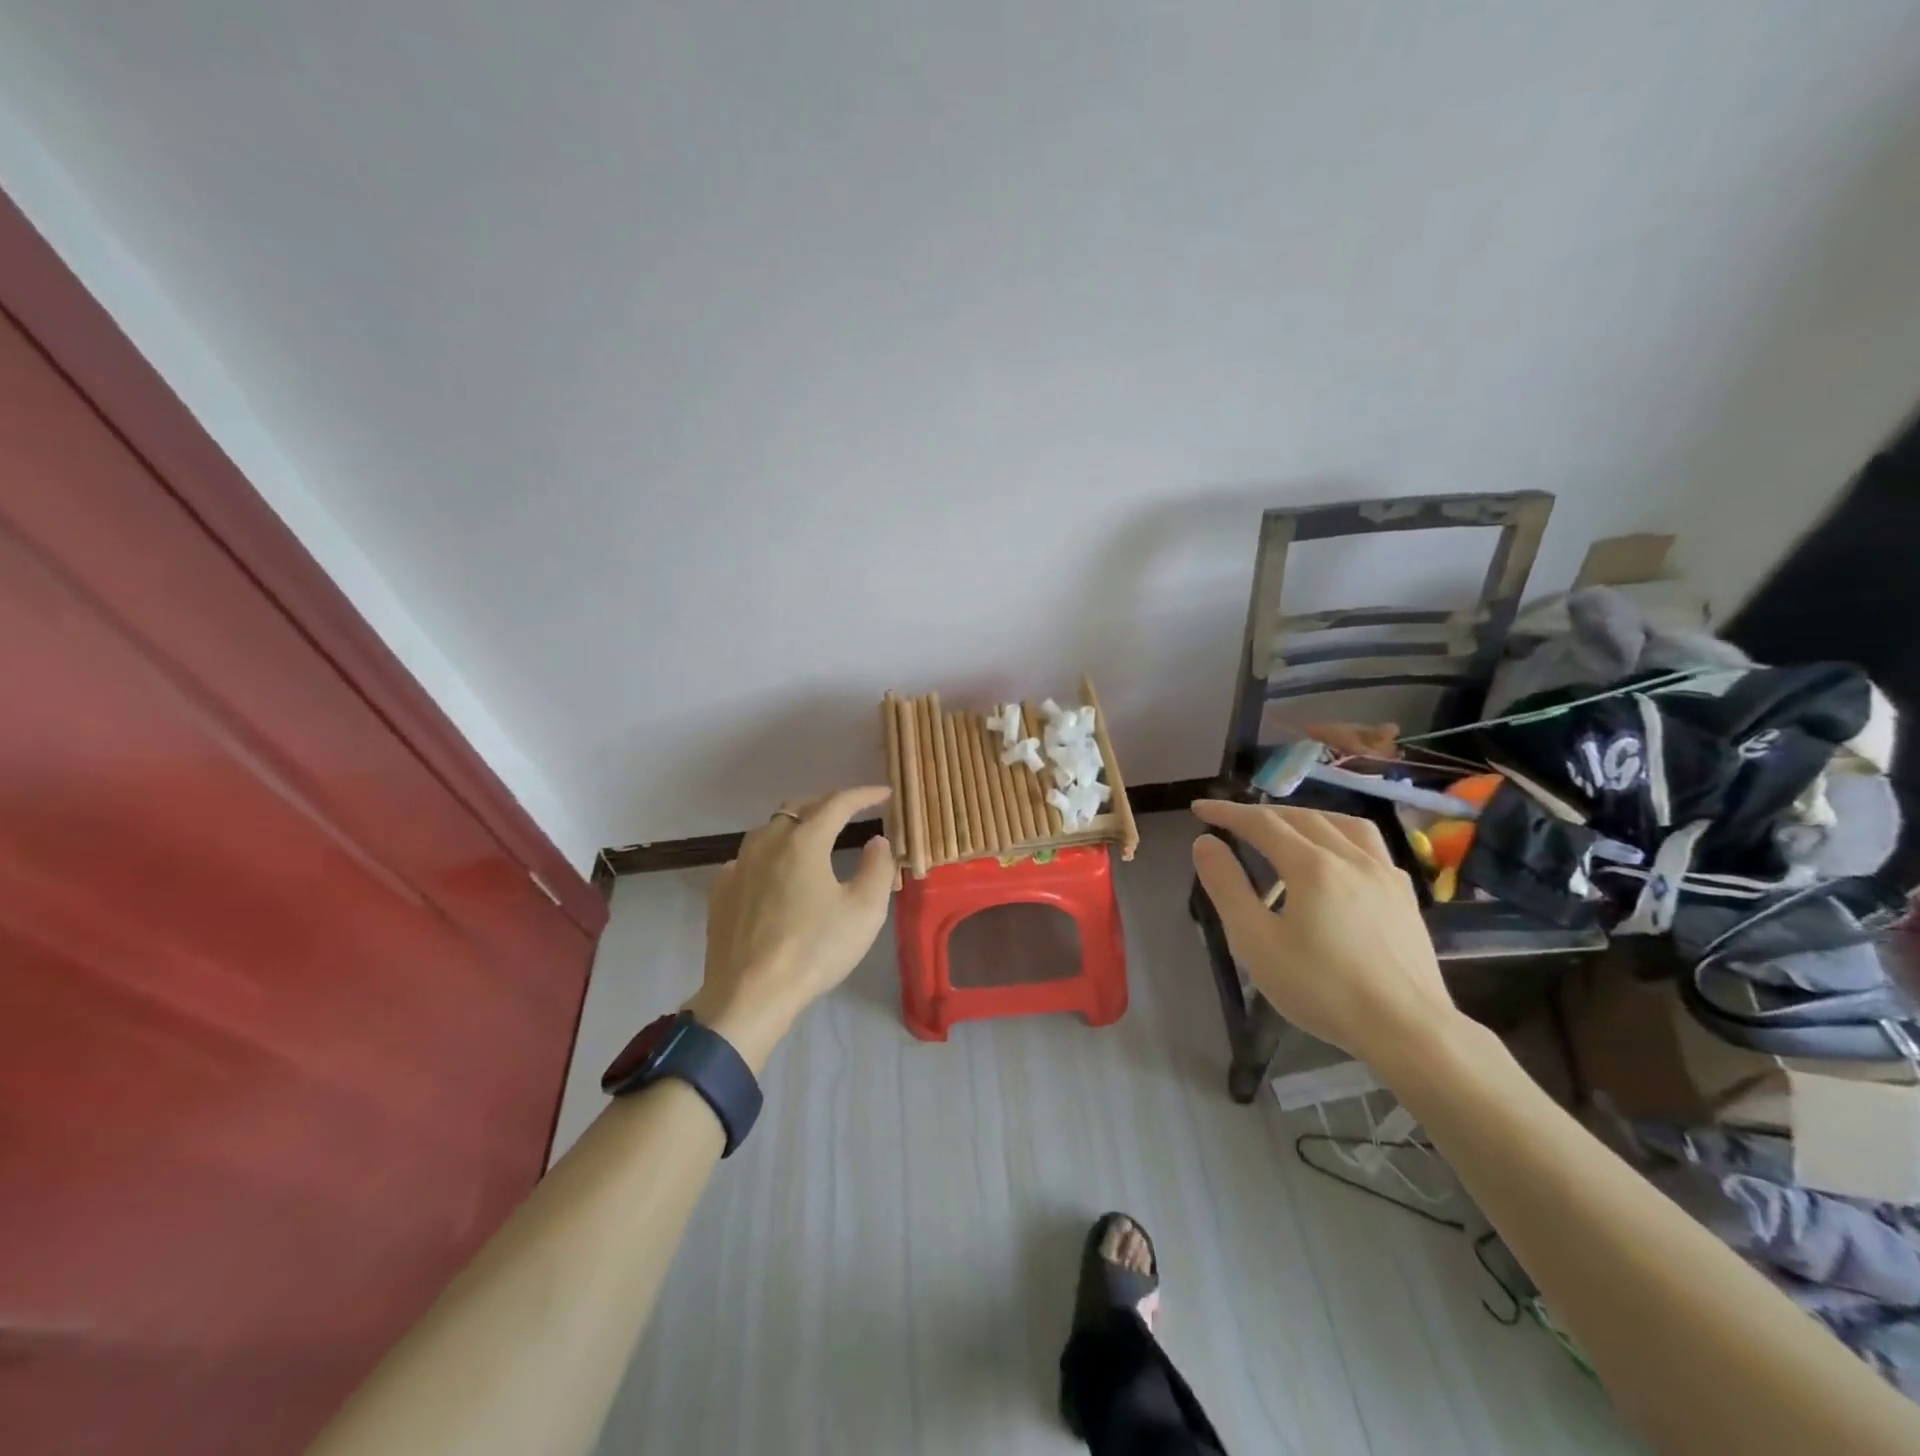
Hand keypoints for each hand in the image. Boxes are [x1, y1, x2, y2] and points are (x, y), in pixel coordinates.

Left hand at [689, 787, 895, 1069]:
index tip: (884, 793)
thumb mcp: (865, 911)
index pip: (837, 803)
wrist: (749, 994)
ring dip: (795, 826)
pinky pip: (748, 858)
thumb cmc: (814, 950)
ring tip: (813, 838)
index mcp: (804, 841)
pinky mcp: (720, 891)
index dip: (863, 794)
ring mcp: (738, 865)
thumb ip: (878, 868)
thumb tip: (877, 841)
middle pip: (799, 808)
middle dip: (827, 805)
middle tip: (850, 813)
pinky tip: (775, 873)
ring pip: (769, 829)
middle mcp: (767, 842)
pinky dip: (769, 854)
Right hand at [1190, 799, 1459, 1069]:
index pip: (1262, 823)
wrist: (1408, 1030)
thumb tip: (1205, 843)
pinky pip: (1368, 845)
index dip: (1228, 812)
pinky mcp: (1404, 894)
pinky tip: (1335, 858)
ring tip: (1284, 828)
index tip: (1199, 808)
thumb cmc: (1322, 989)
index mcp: (1312, 866)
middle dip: (1262, 813)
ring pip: (1341, 823)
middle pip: (1301, 817)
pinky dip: (1339, 835)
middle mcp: (1351, 857)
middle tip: (1232, 821)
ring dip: (1305, 817)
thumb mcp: (1256, 942)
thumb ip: (1227, 887)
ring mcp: (1384, 873)